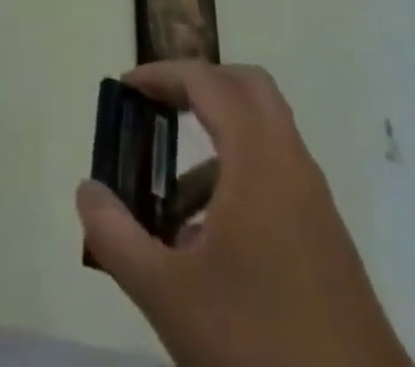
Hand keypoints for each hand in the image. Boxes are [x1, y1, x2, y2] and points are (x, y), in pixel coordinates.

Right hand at [76, 62, 412, 366]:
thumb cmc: (260, 349)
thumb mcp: (169, 297)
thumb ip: (117, 237)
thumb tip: (88, 190)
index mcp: (258, 159)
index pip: (208, 82)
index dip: (164, 74)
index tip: (126, 89)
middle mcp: (291, 164)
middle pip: (246, 88)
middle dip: (198, 87)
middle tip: (158, 110)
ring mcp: (314, 202)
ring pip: (264, 135)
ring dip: (217, 139)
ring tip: (172, 197)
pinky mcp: (326, 241)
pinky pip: (276, 176)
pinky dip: (238, 178)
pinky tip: (208, 246)